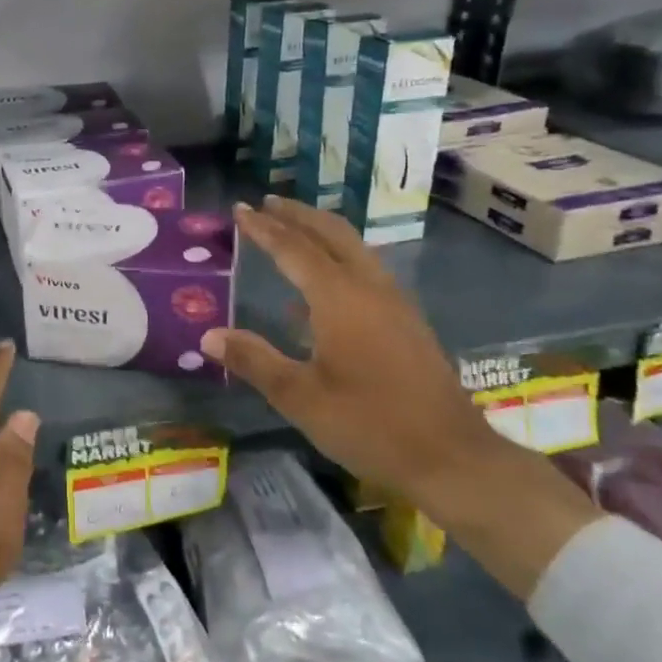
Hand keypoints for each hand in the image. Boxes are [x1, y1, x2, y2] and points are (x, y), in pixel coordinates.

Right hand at [202, 196, 601, 599]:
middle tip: (267, 203)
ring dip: (321, 233)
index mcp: (340, 299)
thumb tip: (209, 335)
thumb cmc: (370, 425)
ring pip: (355, 249)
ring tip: (292, 230)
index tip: (239, 209)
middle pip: (332, 234)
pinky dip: (338, 260)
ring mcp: (394, 303)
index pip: (294, 249)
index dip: (264, 228)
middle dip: (298, 215)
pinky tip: (318, 290)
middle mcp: (370, 289)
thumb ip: (254, 360)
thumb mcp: (300, 398)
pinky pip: (366, 272)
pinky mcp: (407, 322)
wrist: (452, 458)